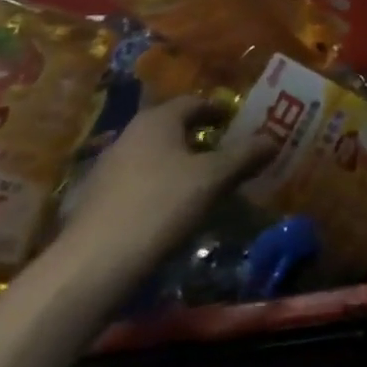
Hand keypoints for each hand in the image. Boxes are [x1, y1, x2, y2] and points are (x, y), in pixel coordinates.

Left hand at [57, 97, 267, 282]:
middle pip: (172, 127)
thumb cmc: (160, 206)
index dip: (218, 111)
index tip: (237, 123)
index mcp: (158, 119)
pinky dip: (158, 186)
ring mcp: (108, 166)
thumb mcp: (212, 179)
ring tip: (203, 184)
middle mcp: (130, 133)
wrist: (93, 264)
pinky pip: (138, 181)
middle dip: (199, 138)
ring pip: (154, 155)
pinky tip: (170, 210)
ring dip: (178, 164)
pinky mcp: (96, 199)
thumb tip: (272, 139)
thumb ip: (244, 156)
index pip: (194, 102)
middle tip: (226, 154)